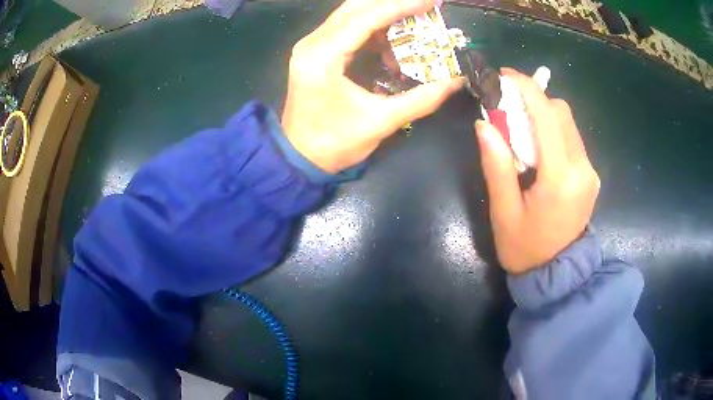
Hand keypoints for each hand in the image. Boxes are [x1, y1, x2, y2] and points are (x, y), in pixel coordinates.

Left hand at [282, 0, 463, 173]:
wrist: (299, 157)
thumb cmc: (334, 143)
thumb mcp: (381, 121)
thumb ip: (422, 99)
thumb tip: (456, 80)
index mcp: (323, 56)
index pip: (366, 17)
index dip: (402, 5)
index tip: (432, 1)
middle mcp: (313, 43)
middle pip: (356, 7)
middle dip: (393, 3)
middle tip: (426, 6)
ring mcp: (311, 46)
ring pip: (351, 14)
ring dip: (384, 14)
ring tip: (415, 21)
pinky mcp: (315, 52)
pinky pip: (347, 28)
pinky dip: (373, 28)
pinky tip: (393, 39)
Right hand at [475, 68, 599, 273]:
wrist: (557, 274)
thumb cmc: (525, 248)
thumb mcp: (504, 211)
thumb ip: (496, 165)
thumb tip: (484, 123)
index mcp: (561, 178)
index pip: (547, 115)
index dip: (526, 88)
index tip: (504, 76)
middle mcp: (583, 168)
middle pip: (561, 112)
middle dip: (534, 101)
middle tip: (508, 109)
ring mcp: (590, 172)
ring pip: (568, 123)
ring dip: (543, 115)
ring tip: (520, 130)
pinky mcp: (590, 175)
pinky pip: (571, 138)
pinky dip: (553, 131)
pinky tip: (538, 147)